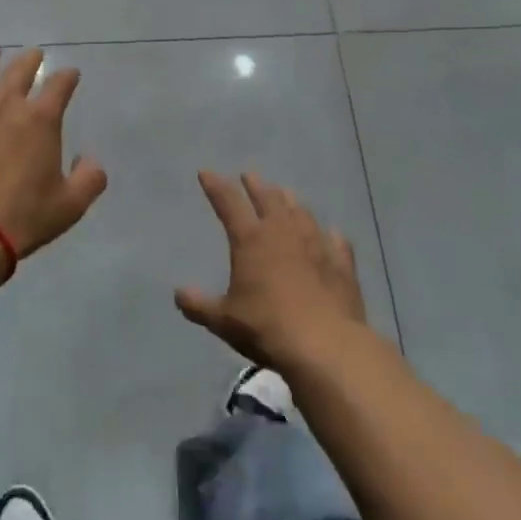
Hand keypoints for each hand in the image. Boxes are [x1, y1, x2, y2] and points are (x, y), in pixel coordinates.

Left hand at [0, 46, 107, 260]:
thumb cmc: (22, 217)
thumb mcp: (70, 206)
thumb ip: (89, 179)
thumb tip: (90, 160)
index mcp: (40, 120)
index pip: (59, 86)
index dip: (67, 77)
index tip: (70, 74)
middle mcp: (4, 105)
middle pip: (19, 71)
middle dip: (30, 60)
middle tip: (34, 54)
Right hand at [176, 171, 367, 374]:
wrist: (325, 346)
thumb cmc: (266, 328)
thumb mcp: (223, 320)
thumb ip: (199, 305)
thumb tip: (178, 295)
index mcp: (251, 240)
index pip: (228, 204)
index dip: (216, 187)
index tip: (206, 173)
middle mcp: (283, 233)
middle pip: (269, 199)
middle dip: (256, 186)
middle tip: (250, 176)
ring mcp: (316, 246)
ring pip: (302, 213)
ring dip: (291, 202)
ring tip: (285, 195)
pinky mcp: (342, 266)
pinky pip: (336, 242)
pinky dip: (330, 235)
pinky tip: (332, 233)